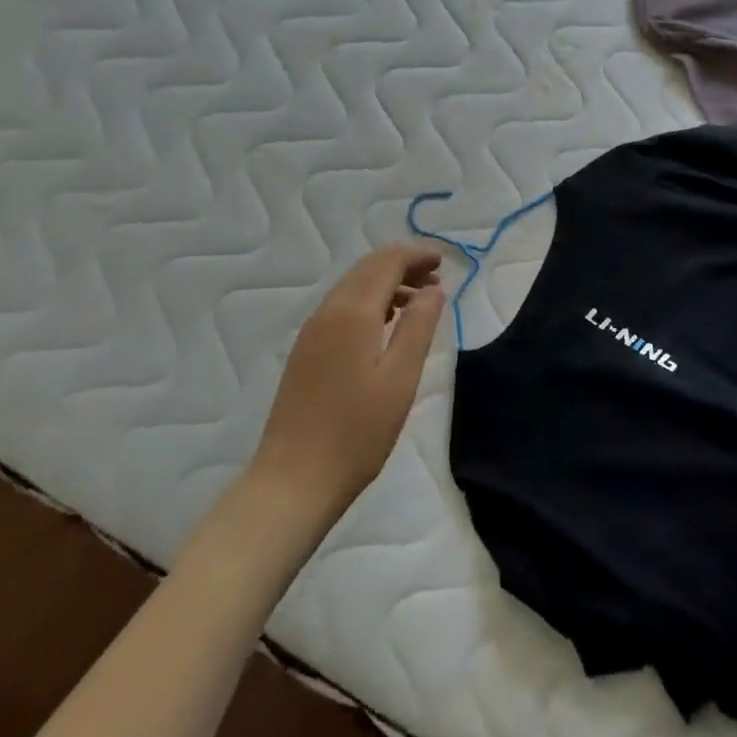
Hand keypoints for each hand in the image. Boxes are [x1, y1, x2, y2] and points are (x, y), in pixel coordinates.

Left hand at [249, 246, 445, 517]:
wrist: (293, 481)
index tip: (444, 261)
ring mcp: (312, 331)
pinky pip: (341, 307)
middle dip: (402, 264)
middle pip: (367, 268)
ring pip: (352, 286)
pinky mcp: (306, 351)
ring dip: (386, 282)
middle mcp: (328, 311)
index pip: (387, 262)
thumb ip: (418, 326)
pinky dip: (369, 301)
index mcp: (352, 312)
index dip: (416, 255)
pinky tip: (386, 324)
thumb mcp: (400, 379)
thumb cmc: (356, 432)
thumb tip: (433, 289)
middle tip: (436, 276)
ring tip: (419, 300)